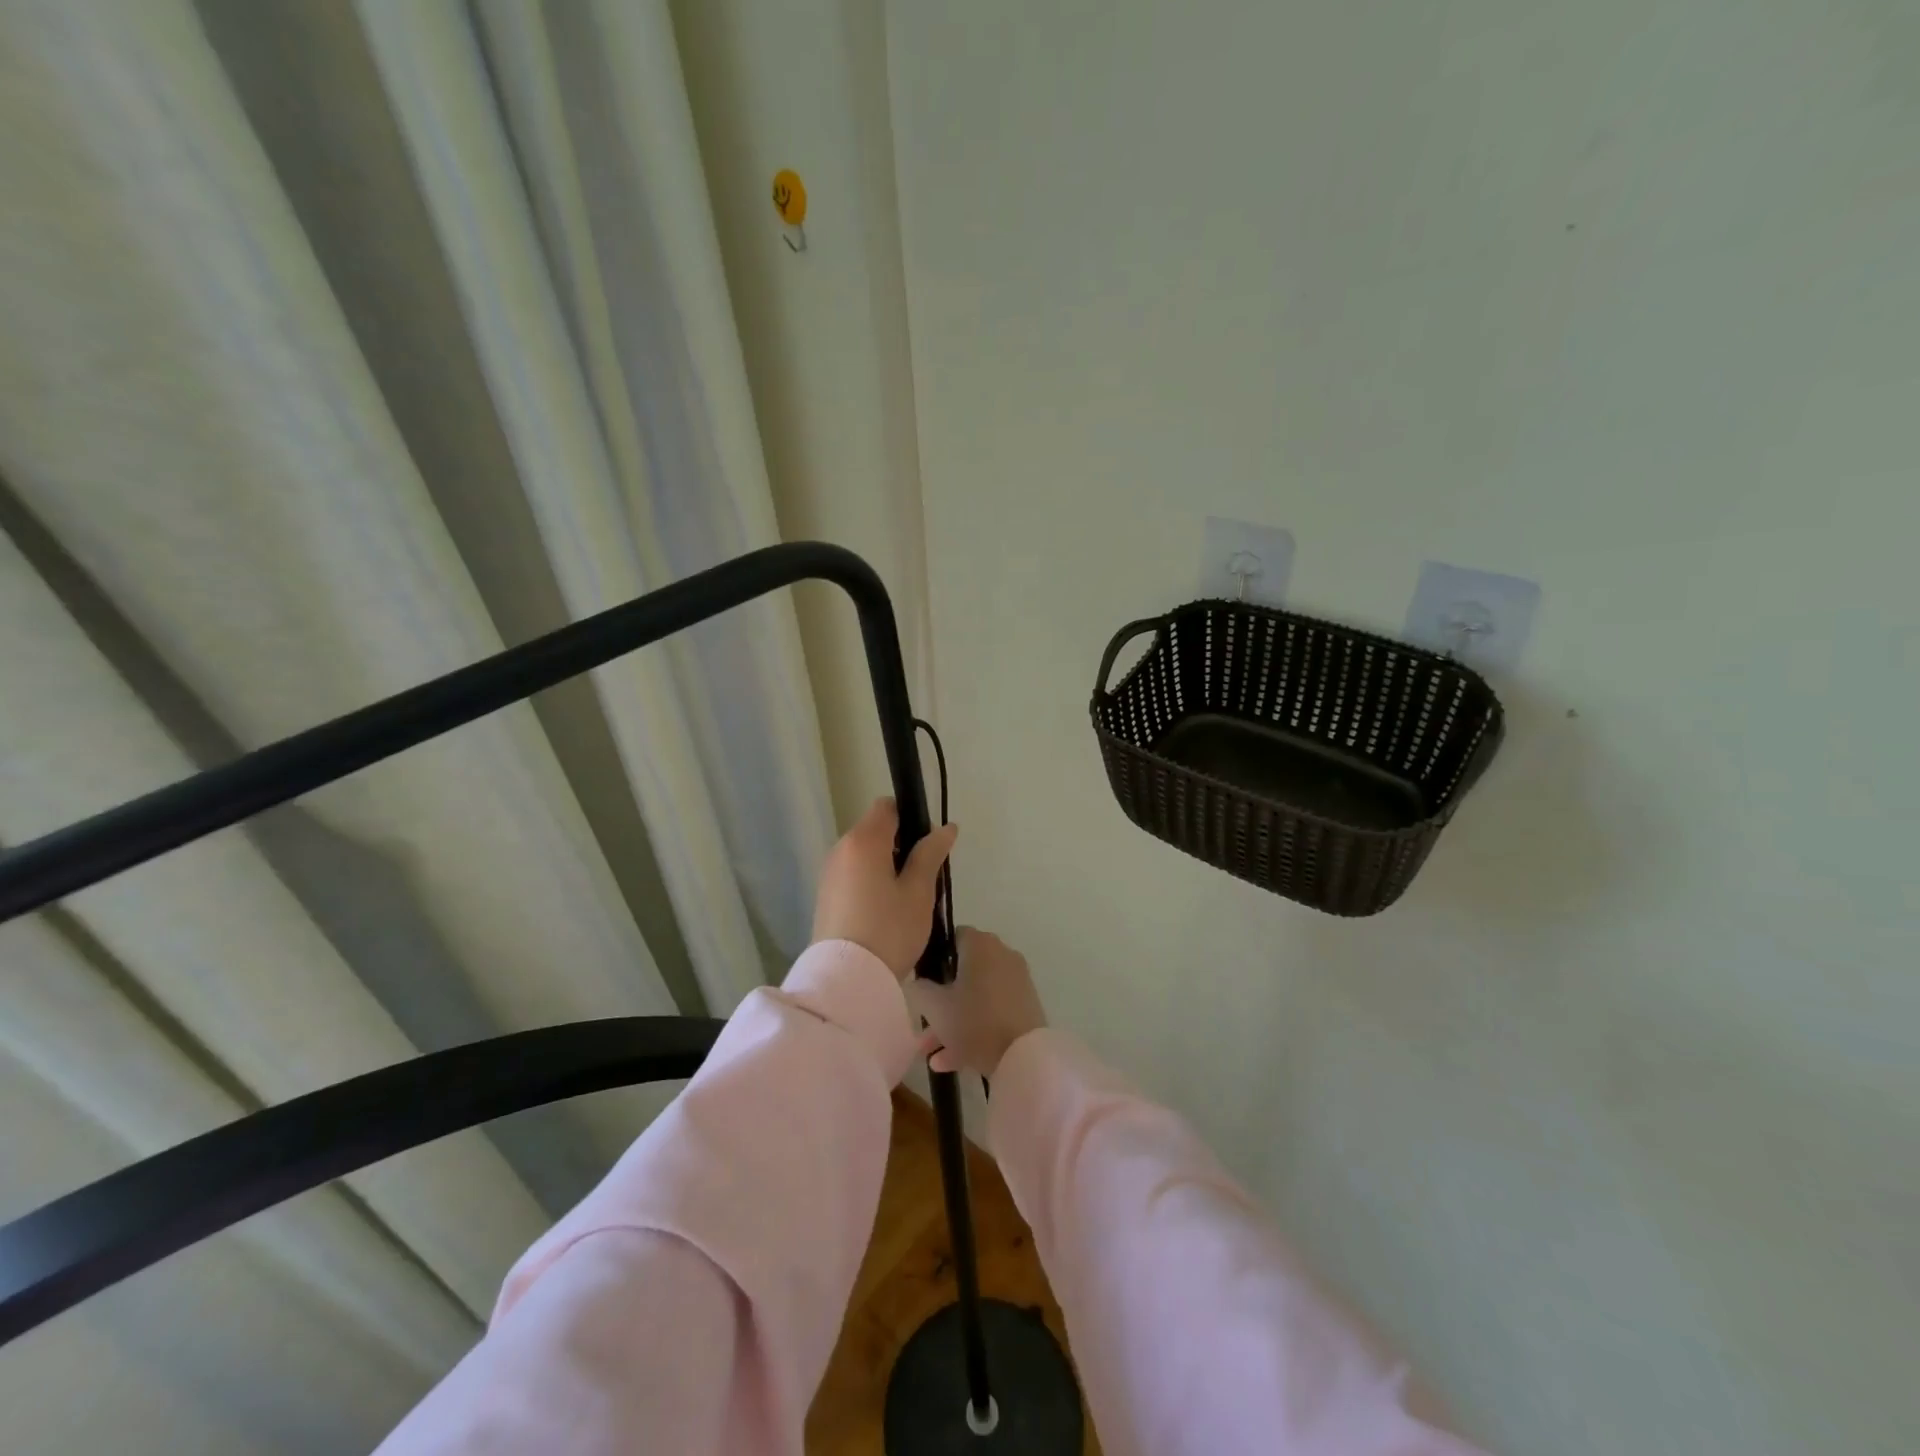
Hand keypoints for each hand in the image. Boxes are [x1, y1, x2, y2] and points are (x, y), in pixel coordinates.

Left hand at [811, 798, 957, 979]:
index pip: (887, 807)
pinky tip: (885, 913)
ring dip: (887, 867)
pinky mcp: (825, 897)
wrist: (847, 979)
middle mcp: (840, 849)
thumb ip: (930, 854)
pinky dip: (871, 883)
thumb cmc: (889, 929)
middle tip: (924, 879)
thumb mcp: (919, 892)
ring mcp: (829, 874)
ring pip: (865, 856)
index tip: (928, 847)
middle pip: (876, 831)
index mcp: (864, 840)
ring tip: (907, 901)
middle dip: (902, 846)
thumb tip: (946, 827)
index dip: (911, 817)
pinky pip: (853, 876)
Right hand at [910, 928, 1046, 1077]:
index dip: (934, 956)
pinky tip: (948, 1062)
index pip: (953, 937)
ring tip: (930, 1053)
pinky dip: (972, 1030)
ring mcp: (1016, 982)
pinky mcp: (1026, 1007)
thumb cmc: (974, 1022)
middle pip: (963, 972)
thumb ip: (919, 989)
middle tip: (923, 1024)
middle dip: (940, 1000)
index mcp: (981, 945)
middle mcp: (1002, 955)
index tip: (922, 980)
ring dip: (952, 1022)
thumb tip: (917, 982)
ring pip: (976, 997)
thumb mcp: (934, 1006)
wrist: (1024, 1057)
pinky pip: (992, 1012)